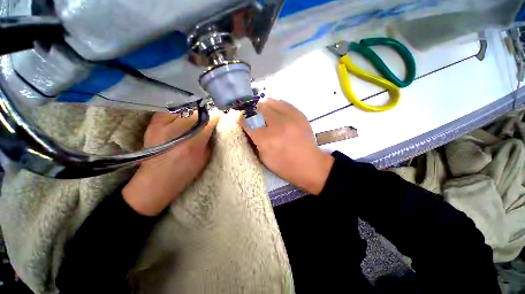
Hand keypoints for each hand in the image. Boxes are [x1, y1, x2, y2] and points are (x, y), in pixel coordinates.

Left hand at [123, 109, 220, 215]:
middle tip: (210, 116)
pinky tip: (182, 117)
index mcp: (192, 144)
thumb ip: (210, 140)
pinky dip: (179, 112)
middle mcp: (176, 132)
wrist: (156, 180)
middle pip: (196, 112)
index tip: (221, 115)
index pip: (209, 121)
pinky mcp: (152, 124)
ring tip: (197, 117)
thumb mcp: (204, 159)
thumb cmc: (185, 172)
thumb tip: (214, 126)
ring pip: (183, 109)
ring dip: (193, 111)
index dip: (217, 116)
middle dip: (206, 113)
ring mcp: (161, 126)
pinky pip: (170, 111)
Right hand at [241, 98, 333, 194]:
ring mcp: (290, 117)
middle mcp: (277, 125)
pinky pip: (282, 102)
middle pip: (257, 108)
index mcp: (266, 139)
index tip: (242, 122)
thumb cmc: (284, 166)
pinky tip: (276, 114)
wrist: (309, 164)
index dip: (242, 120)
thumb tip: (247, 127)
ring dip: (263, 108)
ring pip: (269, 102)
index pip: (247, 121)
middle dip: (252, 113)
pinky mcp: (299, 114)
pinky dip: (275, 106)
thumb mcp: (263, 158)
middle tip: (253, 119)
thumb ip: (253, 140)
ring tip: (265, 116)